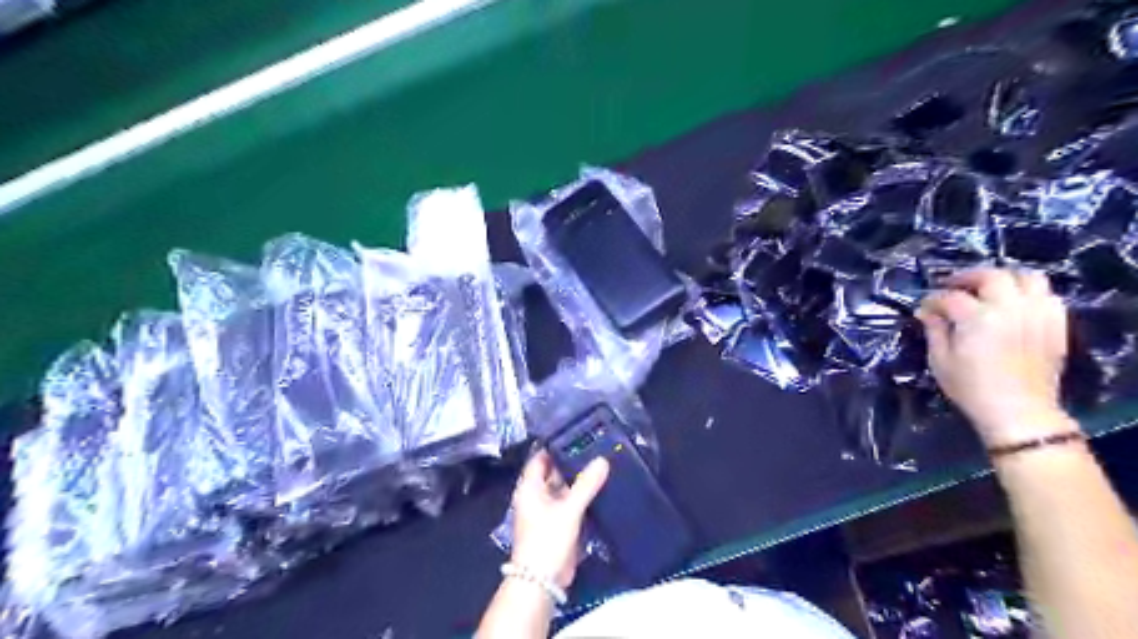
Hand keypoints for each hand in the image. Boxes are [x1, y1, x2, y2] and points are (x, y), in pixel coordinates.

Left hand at [512, 450, 607, 589]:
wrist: (542, 581)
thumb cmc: (547, 539)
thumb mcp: (568, 510)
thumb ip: (586, 485)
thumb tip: (603, 460)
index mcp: (530, 488)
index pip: (540, 458)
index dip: (555, 446)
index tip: (576, 434)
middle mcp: (536, 496)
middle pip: (554, 473)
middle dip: (572, 463)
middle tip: (595, 447)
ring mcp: (547, 511)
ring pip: (564, 489)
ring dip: (579, 481)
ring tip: (602, 464)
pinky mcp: (558, 525)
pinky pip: (571, 505)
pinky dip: (582, 498)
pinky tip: (600, 489)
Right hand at [914, 267, 1076, 446]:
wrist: (1018, 411)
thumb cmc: (971, 388)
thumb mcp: (940, 360)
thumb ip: (934, 330)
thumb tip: (926, 312)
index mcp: (977, 318)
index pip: (950, 297)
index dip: (933, 299)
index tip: (924, 308)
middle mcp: (1010, 309)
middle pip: (991, 275)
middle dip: (967, 277)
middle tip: (953, 287)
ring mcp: (1037, 314)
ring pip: (1026, 277)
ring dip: (1004, 278)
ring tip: (988, 289)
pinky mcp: (1055, 324)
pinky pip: (1047, 295)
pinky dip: (1029, 293)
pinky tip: (1015, 304)